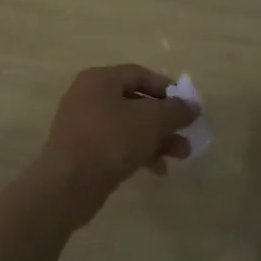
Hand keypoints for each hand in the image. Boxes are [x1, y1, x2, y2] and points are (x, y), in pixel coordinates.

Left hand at [39, 64, 196, 222]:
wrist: (67, 185)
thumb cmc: (110, 140)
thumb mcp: (151, 121)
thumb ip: (175, 111)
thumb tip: (192, 106)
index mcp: (100, 79)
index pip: (139, 74)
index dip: (166, 89)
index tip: (186, 107)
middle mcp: (88, 96)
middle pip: (135, 102)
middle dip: (164, 121)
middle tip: (186, 136)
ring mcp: (82, 125)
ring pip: (128, 126)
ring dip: (156, 139)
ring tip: (180, 156)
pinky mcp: (81, 151)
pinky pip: (116, 145)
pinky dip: (138, 153)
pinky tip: (157, 170)